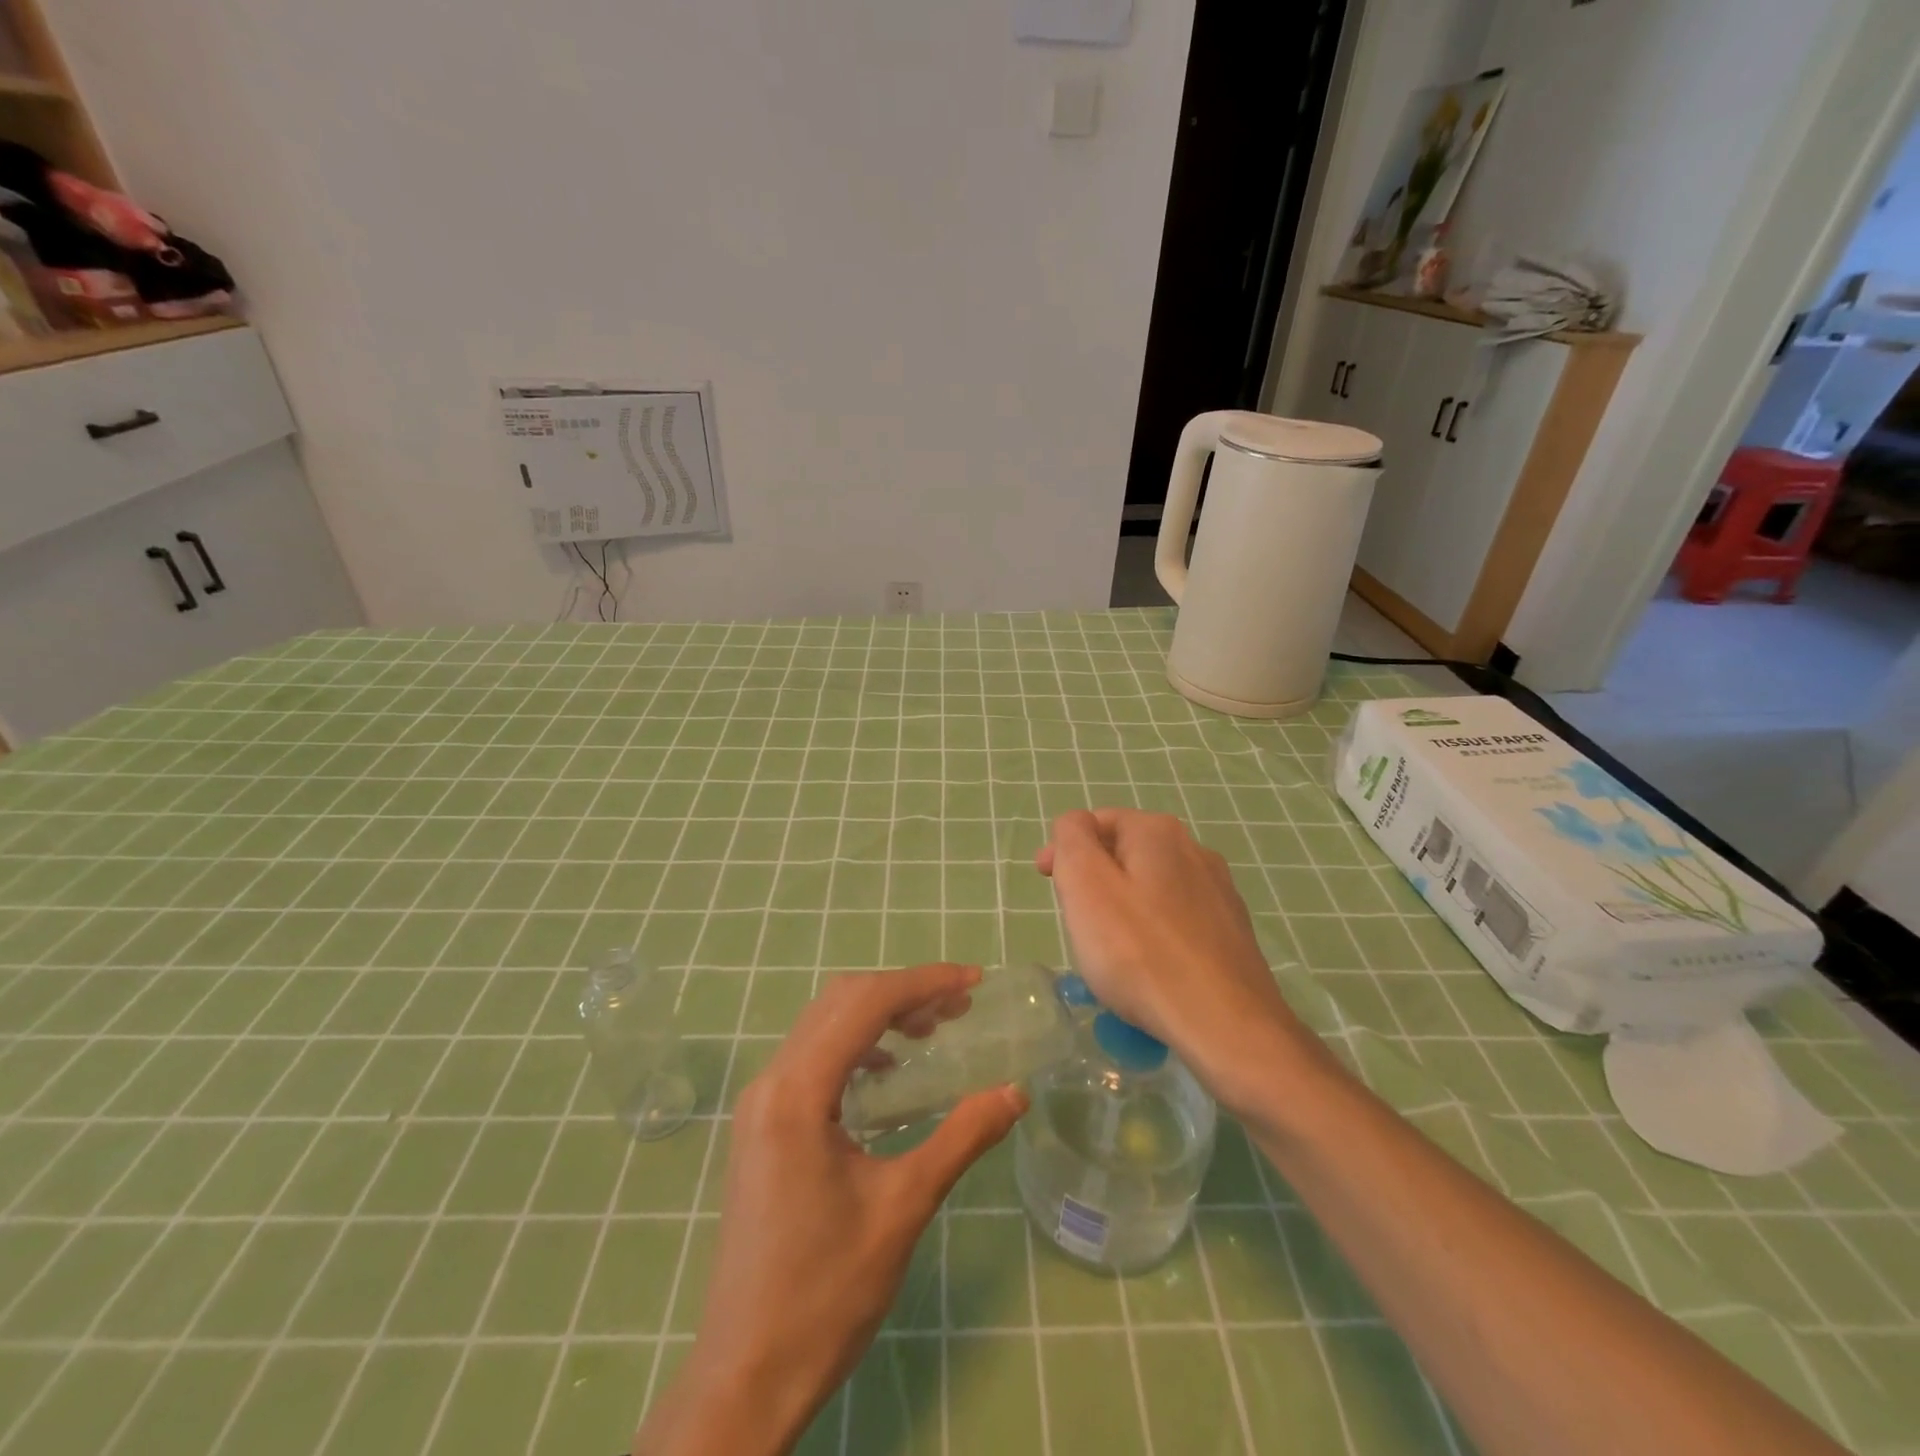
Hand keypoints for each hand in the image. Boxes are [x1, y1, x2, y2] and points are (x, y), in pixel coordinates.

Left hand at [635, 964, 1025, 1455]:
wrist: (747, 1374)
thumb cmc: (826, 1292)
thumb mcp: (904, 1208)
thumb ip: (961, 1137)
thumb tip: (1015, 1092)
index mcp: (798, 1092)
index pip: (865, 1004)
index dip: (923, 983)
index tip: (974, 982)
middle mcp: (771, 1082)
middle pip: (841, 1002)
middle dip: (904, 992)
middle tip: (960, 1007)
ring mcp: (761, 1104)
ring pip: (823, 1025)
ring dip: (879, 1015)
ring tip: (932, 1030)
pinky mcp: (762, 1125)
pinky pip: (812, 1057)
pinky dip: (856, 1046)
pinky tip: (888, 1074)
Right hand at [1037, 809, 1321, 1107]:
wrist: (1226, 1027)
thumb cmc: (1141, 953)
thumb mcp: (1086, 885)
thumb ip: (1072, 839)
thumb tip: (1075, 825)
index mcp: (1157, 832)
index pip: (1096, 821)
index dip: (1065, 848)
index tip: (1046, 883)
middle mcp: (1194, 850)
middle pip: (1125, 852)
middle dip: (1093, 879)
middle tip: (1074, 921)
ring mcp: (1219, 893)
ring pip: (1152, 888)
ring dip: (1122, 907)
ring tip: (1108, 950)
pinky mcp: (1232, 933)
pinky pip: (1176, 921)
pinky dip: (1153, 934)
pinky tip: (1148, 969)